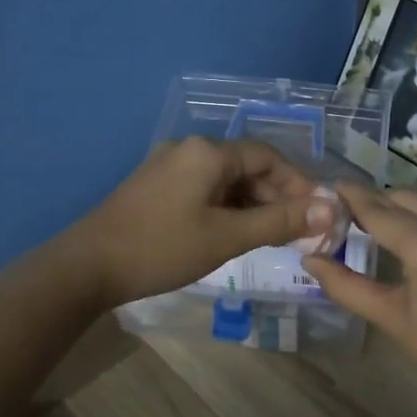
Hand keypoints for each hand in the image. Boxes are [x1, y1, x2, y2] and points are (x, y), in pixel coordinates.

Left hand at [69, 138, 332, 307]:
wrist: (87, 267)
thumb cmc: (162, 248)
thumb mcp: (227, 237)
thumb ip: (279, 221)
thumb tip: (329, 209)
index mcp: (208, 152)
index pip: (268, 158)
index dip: (297, 184)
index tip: (316, 215)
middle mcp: (189, 150)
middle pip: (246, 167)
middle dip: (275, 198)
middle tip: (295, 233)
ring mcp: (168, 167)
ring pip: (225, 181)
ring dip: (251, 206)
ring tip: (268, 238)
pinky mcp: (155, 187)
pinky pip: (203, 190)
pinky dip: (226, 209)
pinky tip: (232, 234)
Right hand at [304, 184, 416, 411]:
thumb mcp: (393, 318)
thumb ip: (347, 285)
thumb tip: (310, 260)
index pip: (378, 210)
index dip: (352, 197)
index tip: (332, 187)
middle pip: (406, 198)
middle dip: (379, 203)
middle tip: (353, 215)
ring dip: (408, 209)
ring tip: (385, 227)